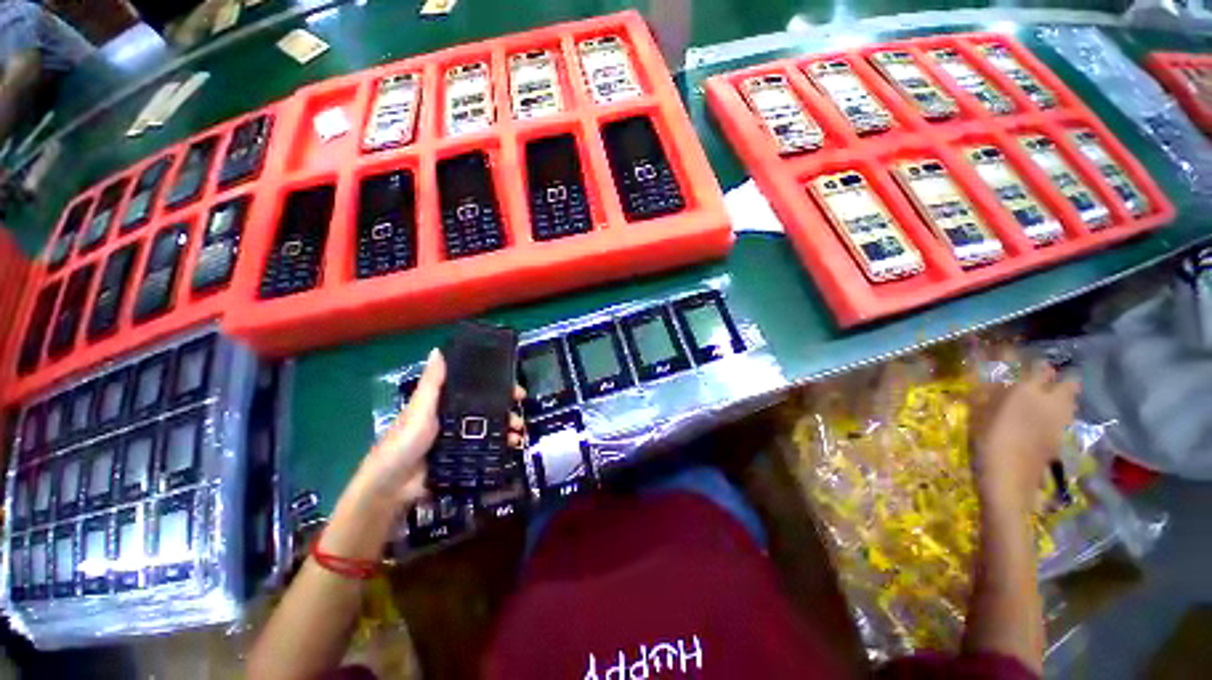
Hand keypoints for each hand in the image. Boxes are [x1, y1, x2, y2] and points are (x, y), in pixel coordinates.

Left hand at [359, 348, 526, 510]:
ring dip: (507, 429)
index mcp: (446, 404)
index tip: (516, 390)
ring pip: (491, 430)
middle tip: (520, 413)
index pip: (478, 390)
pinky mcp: (465, 459)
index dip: (498, 387)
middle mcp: (457, 419)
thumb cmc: (405, 441)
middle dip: (507, 410)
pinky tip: (511, 446)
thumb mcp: (420, 408)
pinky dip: (501, 447)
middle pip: (489, 410)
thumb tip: (437, 349)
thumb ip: (432, 383)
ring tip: (517, 433)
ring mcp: (462, 440)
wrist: (394, 486)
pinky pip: (487, 450)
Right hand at [969, 361, 1079, 514]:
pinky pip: (1065, 418)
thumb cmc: (987, 442)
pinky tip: (1044, 422)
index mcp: (1027, 391)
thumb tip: (989, 382)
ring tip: (1045, 401)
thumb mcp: (978, 416)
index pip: (1040, 368)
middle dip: (1062, 379)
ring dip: (1063, 397)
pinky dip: (1059, 415)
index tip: (1024, 364)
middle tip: (1045, 383)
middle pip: (1070, 383)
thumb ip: (987, 396)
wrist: (1009, 479)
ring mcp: (1060, 422)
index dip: (1034, 365)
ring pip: (1072, 401)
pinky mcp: (1061, 438)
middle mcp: (1050, 402)